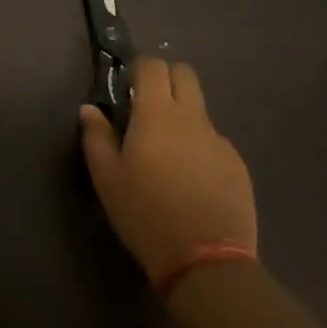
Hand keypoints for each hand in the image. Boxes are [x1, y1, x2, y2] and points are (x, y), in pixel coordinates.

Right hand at [79, 58, 257, 286]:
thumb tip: (90, 109)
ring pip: (199, 110)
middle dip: (165, 79)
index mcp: (157, 115)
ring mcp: (219, 140)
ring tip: (167, 155)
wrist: (206, 261)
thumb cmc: (145, 214)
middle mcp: (192, 118)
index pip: (153, 66)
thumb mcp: (107, 178)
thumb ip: (96, 137)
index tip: (127, 90)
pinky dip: (198, 148)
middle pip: (185, 74)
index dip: (138, 70)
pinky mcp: (237, 164)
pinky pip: (213, 141)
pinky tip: (190, 182)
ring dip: (182, 116)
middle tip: (147, 108)